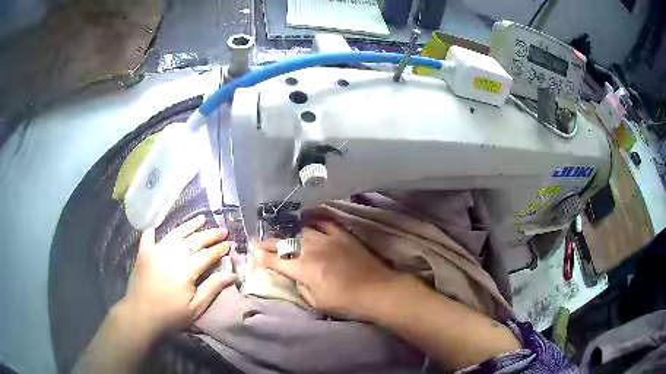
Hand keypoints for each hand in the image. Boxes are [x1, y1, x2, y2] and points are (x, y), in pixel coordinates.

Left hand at [121, 215, 235, 335]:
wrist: (141, 315)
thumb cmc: (171, 315)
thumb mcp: (196, 307)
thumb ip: (212, 288)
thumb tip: (232, 274)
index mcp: (186, 269)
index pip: (207, 254)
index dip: (219, 249)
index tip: (230, 243)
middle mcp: (172, 254)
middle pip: (194, 240)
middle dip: (210, 234)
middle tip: (222, 229)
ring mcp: (156, 250)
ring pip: (176, 233)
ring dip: (189, 225)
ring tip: (201, 218)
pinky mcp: (144, 252)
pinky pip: (149, 235)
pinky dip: (154, 228)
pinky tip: (158, 224)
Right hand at [254, 220, 403, 318]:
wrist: (376, 290)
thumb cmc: (345, 302)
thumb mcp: (316, 303)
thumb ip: (301, 287)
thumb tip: (296, 277)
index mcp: (303, 269)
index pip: (276, 260)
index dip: (262, 256)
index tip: (254, 252)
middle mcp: (311, 249)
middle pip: (285, 242)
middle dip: (271, 243)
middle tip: (262, 242)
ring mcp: (327, 239)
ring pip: (302, 231)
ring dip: (290, 234)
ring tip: (284, 235)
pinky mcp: (342, 234)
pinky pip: (324, 222)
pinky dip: (314, 221)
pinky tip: (309, 222)